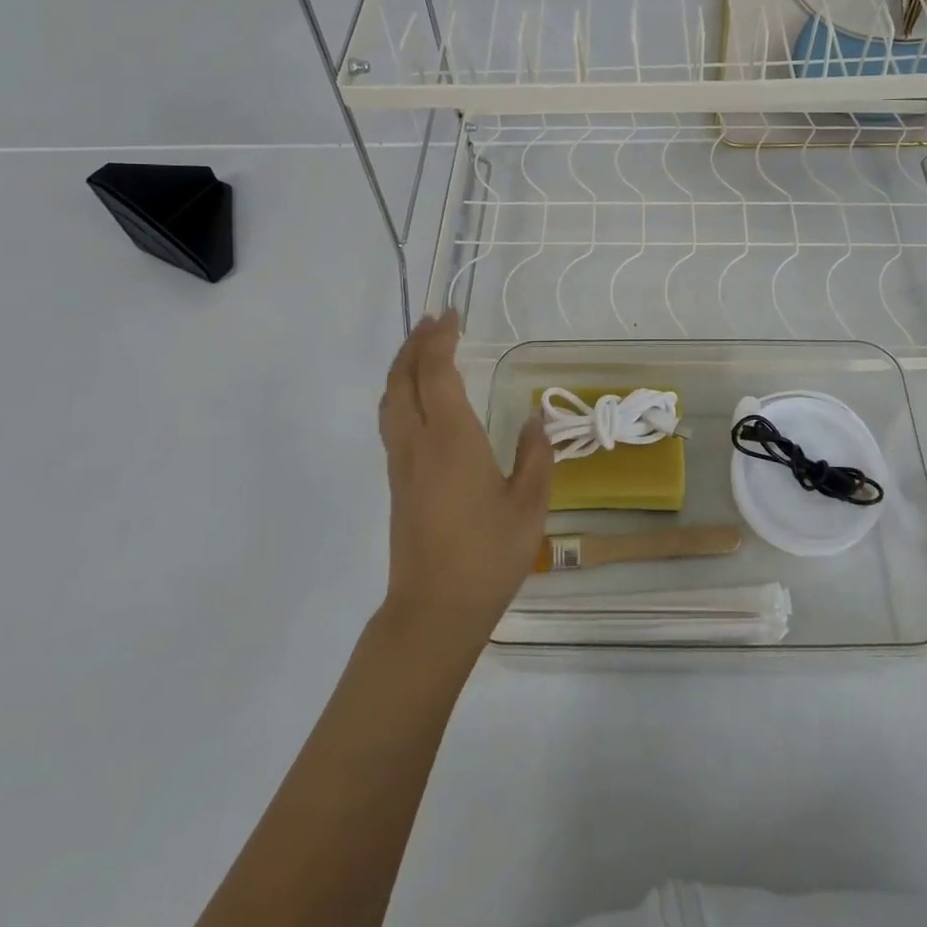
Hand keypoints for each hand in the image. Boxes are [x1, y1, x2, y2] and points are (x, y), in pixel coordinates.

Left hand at [377, 311, 551, 648]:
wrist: (434, 611)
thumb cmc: (488, 555)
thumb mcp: (529, 505)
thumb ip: (535, 454)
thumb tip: (536, 416)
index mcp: (451, 439)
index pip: (436, 373)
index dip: (440, 339)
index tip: (452, 315)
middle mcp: (418, 442)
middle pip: (403, 378)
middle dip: (416, 344)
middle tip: (435, 321)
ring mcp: (401, 463)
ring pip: (390, 399)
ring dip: (403, 366)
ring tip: (422, 349)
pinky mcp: (397, 482)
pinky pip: (391, 420)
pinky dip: (400, 392)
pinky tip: (417, 398)